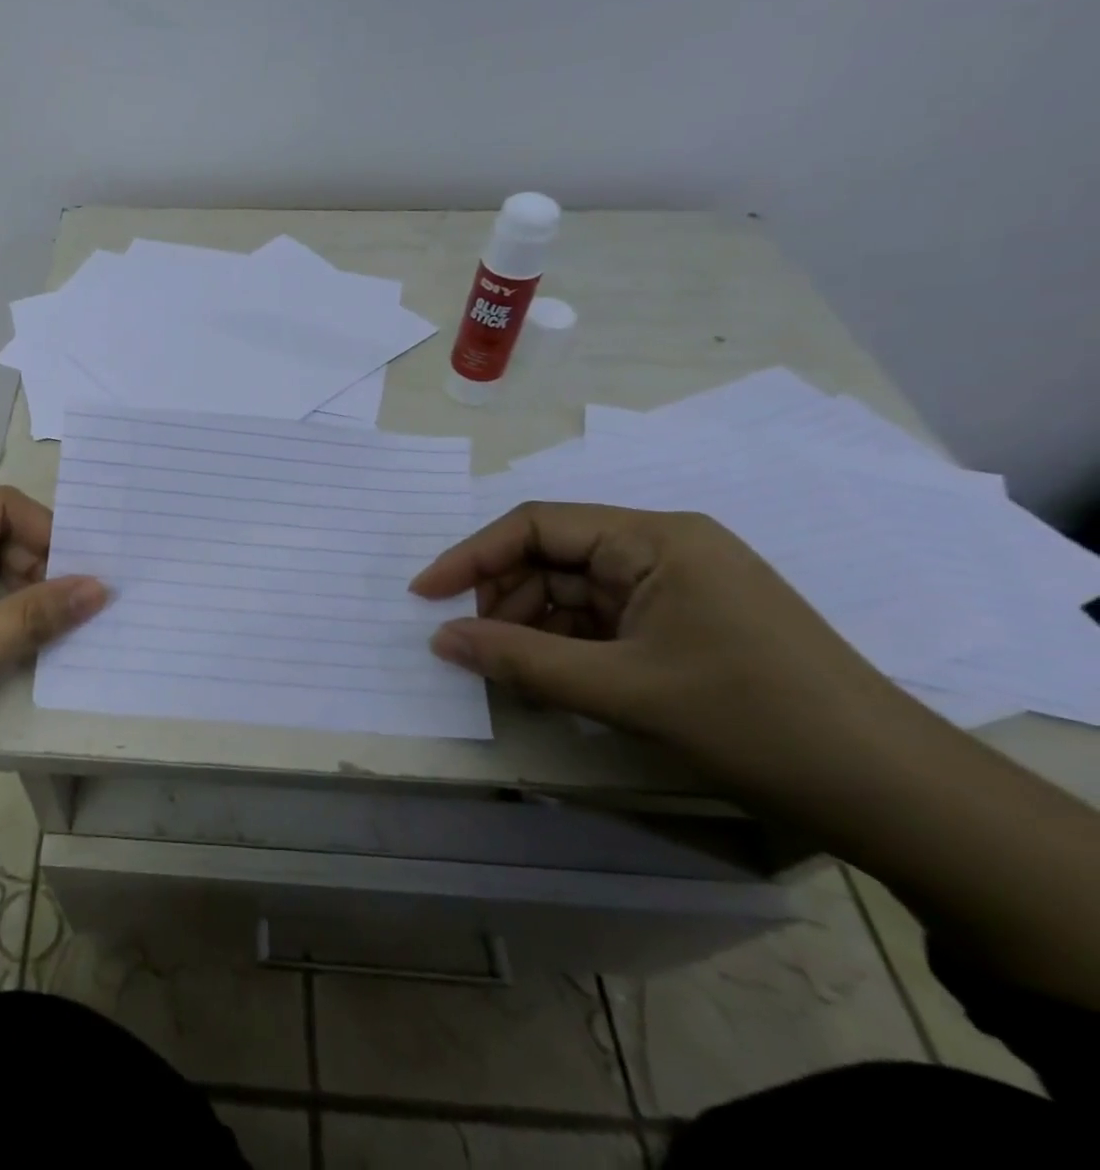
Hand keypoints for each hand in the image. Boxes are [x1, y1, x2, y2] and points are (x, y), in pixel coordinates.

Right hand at [410, 502, 910, 782]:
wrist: (895, 793)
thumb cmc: (754, 721)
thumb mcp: (622, 691)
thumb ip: (520, 661)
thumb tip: (441, 640)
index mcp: (654, 538)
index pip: (537, 526)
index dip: (471, 557)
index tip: (425, 596)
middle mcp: (664, 547)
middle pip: (553, 557)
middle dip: (505, 600)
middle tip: (471, 648)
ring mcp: (679, 585)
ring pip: (575, 592)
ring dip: (535, 628)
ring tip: (513, 675)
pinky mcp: (687, 622)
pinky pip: (605, 620)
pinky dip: (570, 647)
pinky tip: (553, 682)